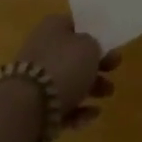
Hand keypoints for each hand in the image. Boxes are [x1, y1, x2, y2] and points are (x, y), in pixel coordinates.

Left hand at [14, 15, 121, 129]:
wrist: (28, 106)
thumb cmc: (64, 66)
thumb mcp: (90, 46)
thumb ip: (95, 45)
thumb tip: (89, 51)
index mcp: (52, 27)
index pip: (76, 26)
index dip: (94, 35)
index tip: (111, 48)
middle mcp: (41, 49)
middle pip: (73, 56)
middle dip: (96, 66)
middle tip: (114, 72)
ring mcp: (35, 79)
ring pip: (69, 82)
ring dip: (91, 89)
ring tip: (107, 96)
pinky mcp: (33, 106)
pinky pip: (60, 105)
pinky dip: (77, 110)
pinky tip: (91, 115)